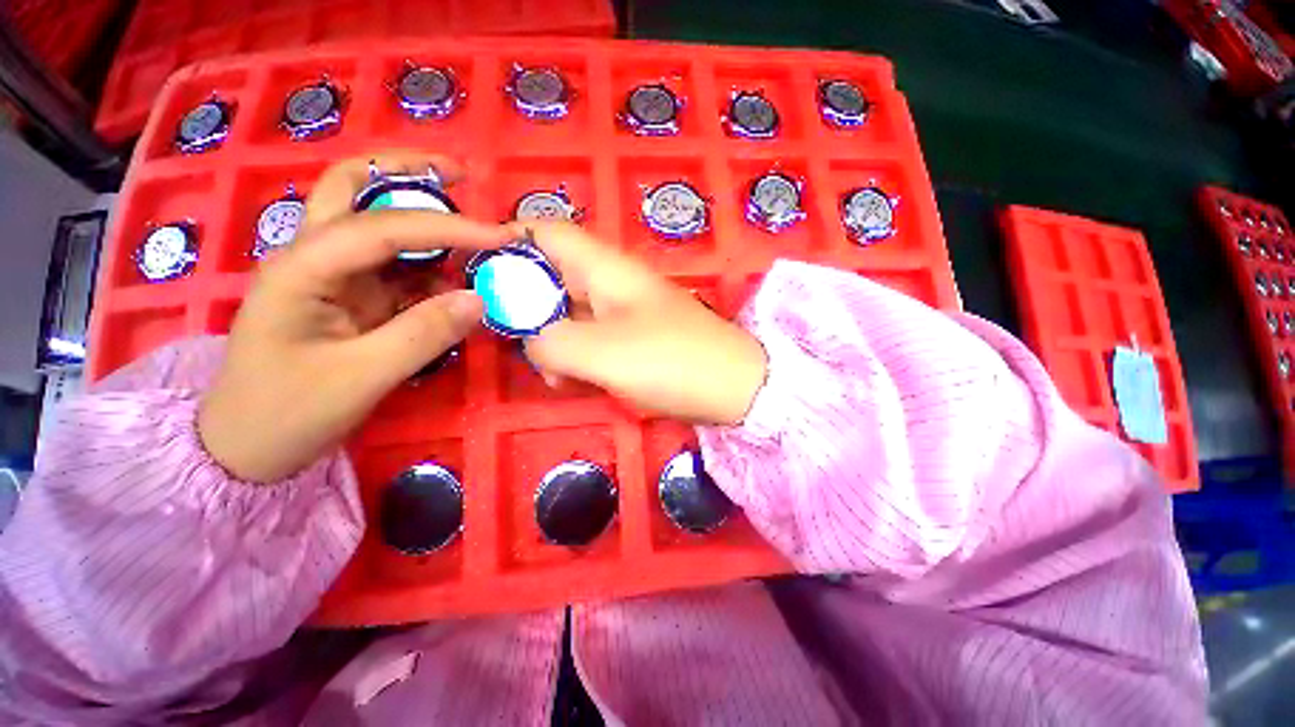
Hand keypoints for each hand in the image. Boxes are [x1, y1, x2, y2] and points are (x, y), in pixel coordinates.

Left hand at [198, 153, 510, 482]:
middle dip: (406, 172)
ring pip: (377, 223)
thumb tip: (480, 300)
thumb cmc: (287, 412)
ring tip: (472, 234)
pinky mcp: (353, 298)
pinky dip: (431, 268)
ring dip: (424, 221)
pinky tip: (457, 281)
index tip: (498, 235)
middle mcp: (315, 257)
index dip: (446, 226)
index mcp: (303, 267)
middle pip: (353, 187)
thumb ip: (423, 335)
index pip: (382, 226)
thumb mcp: (360, 378)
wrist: (246, 446)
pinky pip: (398, 270)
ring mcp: (334, 276)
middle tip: (458, 175)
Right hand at [518, 221, 767, 424]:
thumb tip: (530, 341)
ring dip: (554, 341)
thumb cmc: (672, 361)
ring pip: (568, 313)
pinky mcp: (632, 338)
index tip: (480, 278)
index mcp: (605, 267)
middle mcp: (612, 282)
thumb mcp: (602, 353)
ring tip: (558, 375)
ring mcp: (623, 311)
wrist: (734, 387)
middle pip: (551, 276)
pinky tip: (577, 381)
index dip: (508, 243)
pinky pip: (590, 338)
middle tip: (519, 344)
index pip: (546, 232)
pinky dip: (576, 357)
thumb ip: (551, 342)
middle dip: (528, 309)